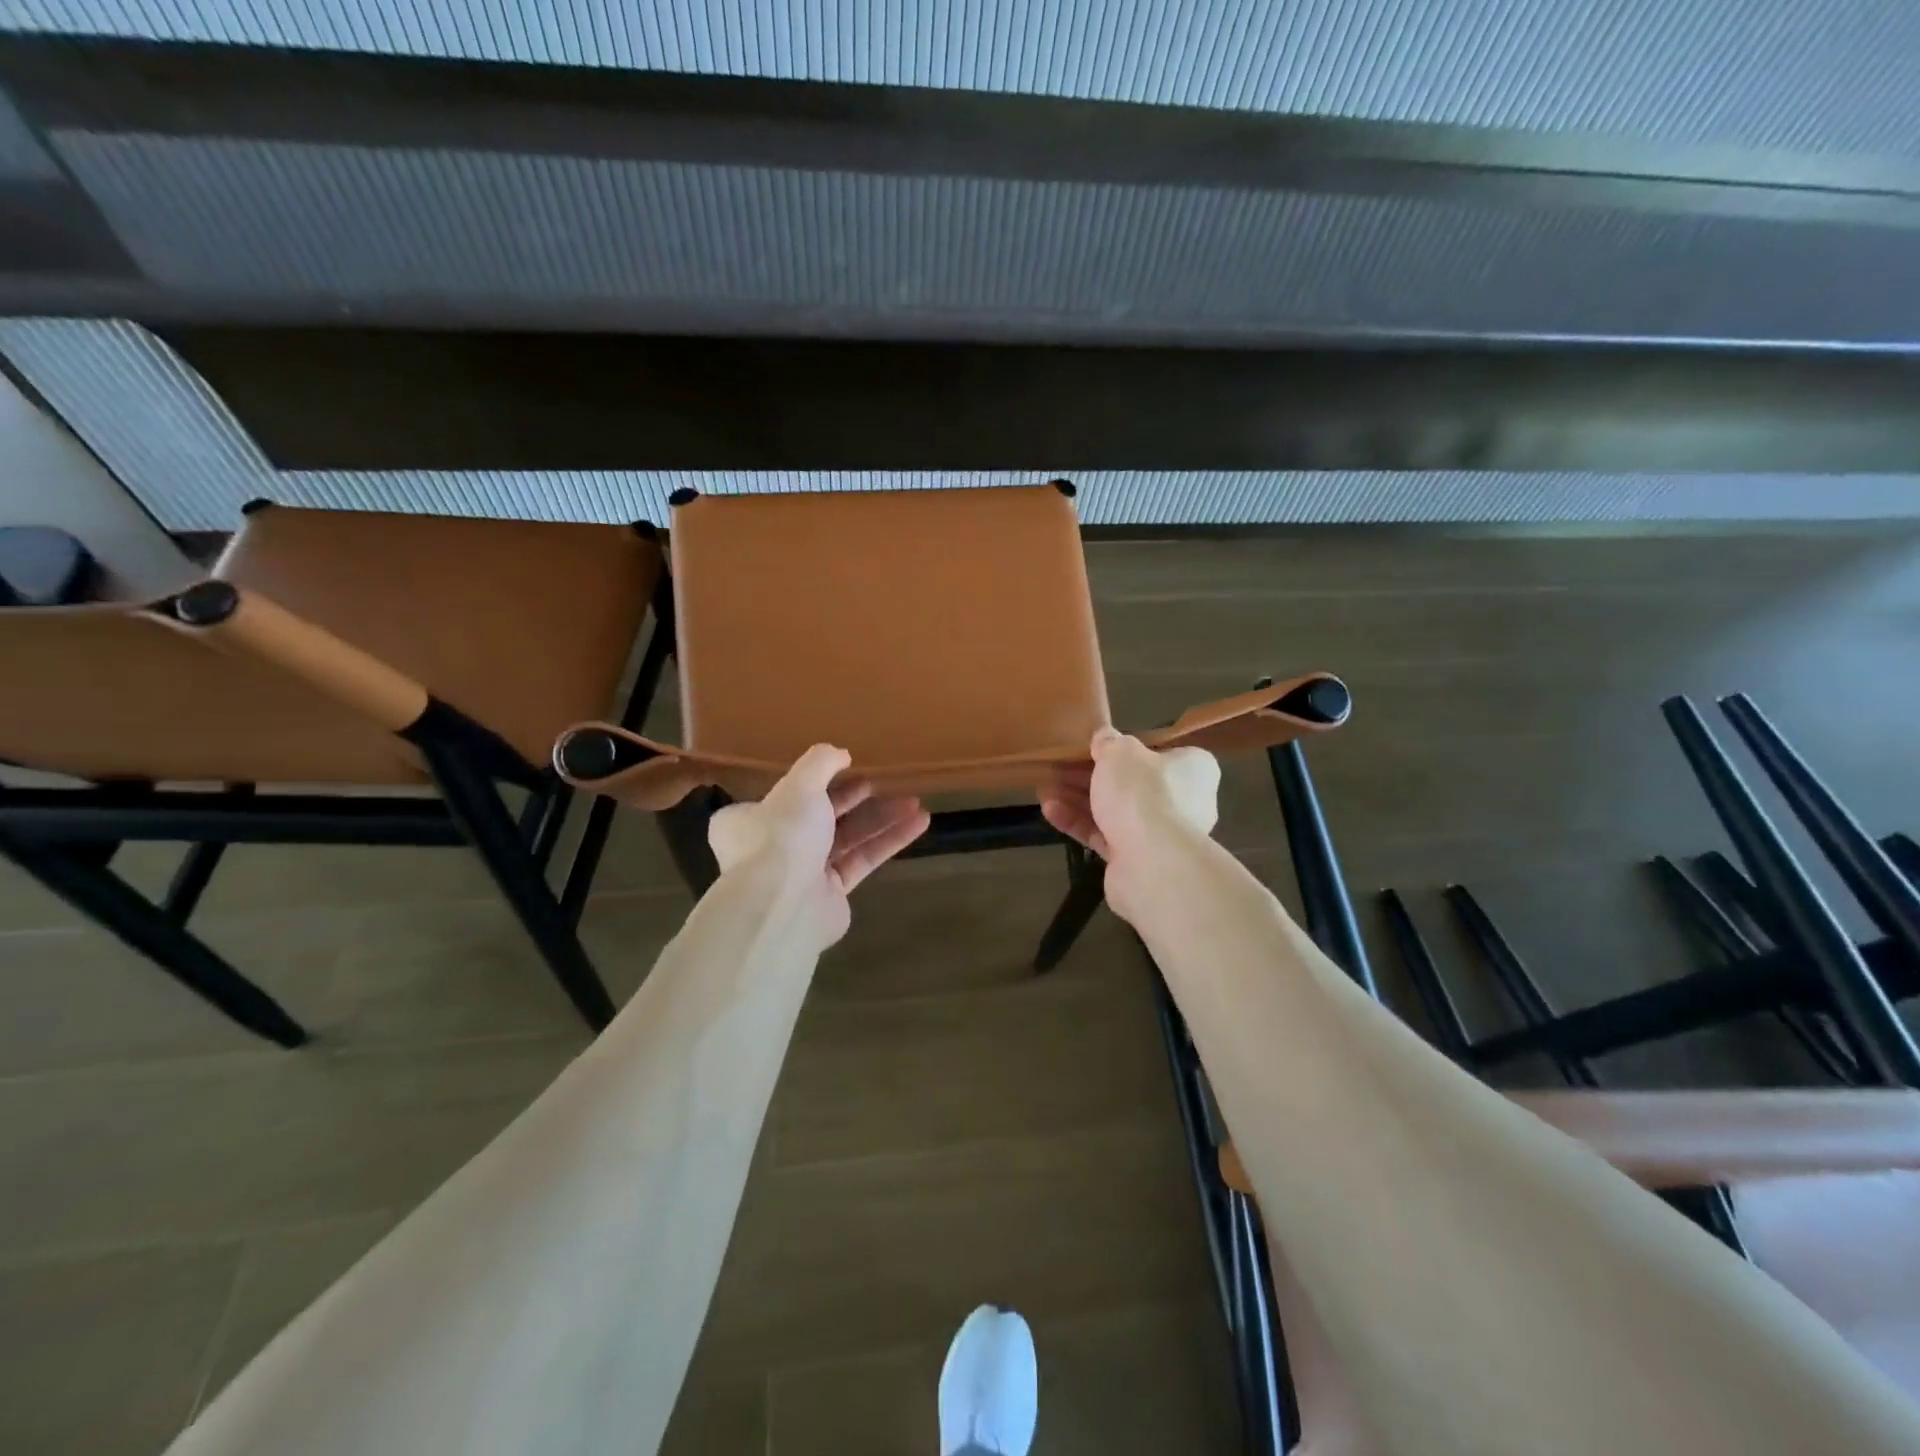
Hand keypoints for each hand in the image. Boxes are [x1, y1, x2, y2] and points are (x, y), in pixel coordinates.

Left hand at [708, 744, 929, 947]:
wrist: (783, 905)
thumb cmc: (782, 835)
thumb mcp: (800, 784)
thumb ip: (821, 762)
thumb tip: (841, 754)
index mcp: (751, 820)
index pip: (784, 796)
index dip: (818, 781)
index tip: (848, 769)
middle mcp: (774, 847)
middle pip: (820, 816)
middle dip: (854, 799)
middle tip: (879, 784)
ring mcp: (802, 873)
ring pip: (847, 838)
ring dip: (881, 819)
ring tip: (916, 803)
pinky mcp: (831, 894)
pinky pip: (862, 860)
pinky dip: (889, 841)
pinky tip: (918, 823)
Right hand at [1041, 729, 1219, 923]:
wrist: (1150, 863)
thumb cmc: (1143, 793)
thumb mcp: (1121, 752)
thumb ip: (1110, 742)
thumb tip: (1104, 736)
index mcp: (1192, 770)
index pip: (1161, 752)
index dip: (1126, 749)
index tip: (1096, 747)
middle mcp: (1184, 802)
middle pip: (1131, 783)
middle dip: (1091, 775)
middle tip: (1060, 766)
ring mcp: (1160, 835)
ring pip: (1114, 811)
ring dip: (1078, 799)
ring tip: (1045, 788)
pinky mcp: (1136, 860)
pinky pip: (1104, 835)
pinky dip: (1078, 823)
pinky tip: (1050, 811)